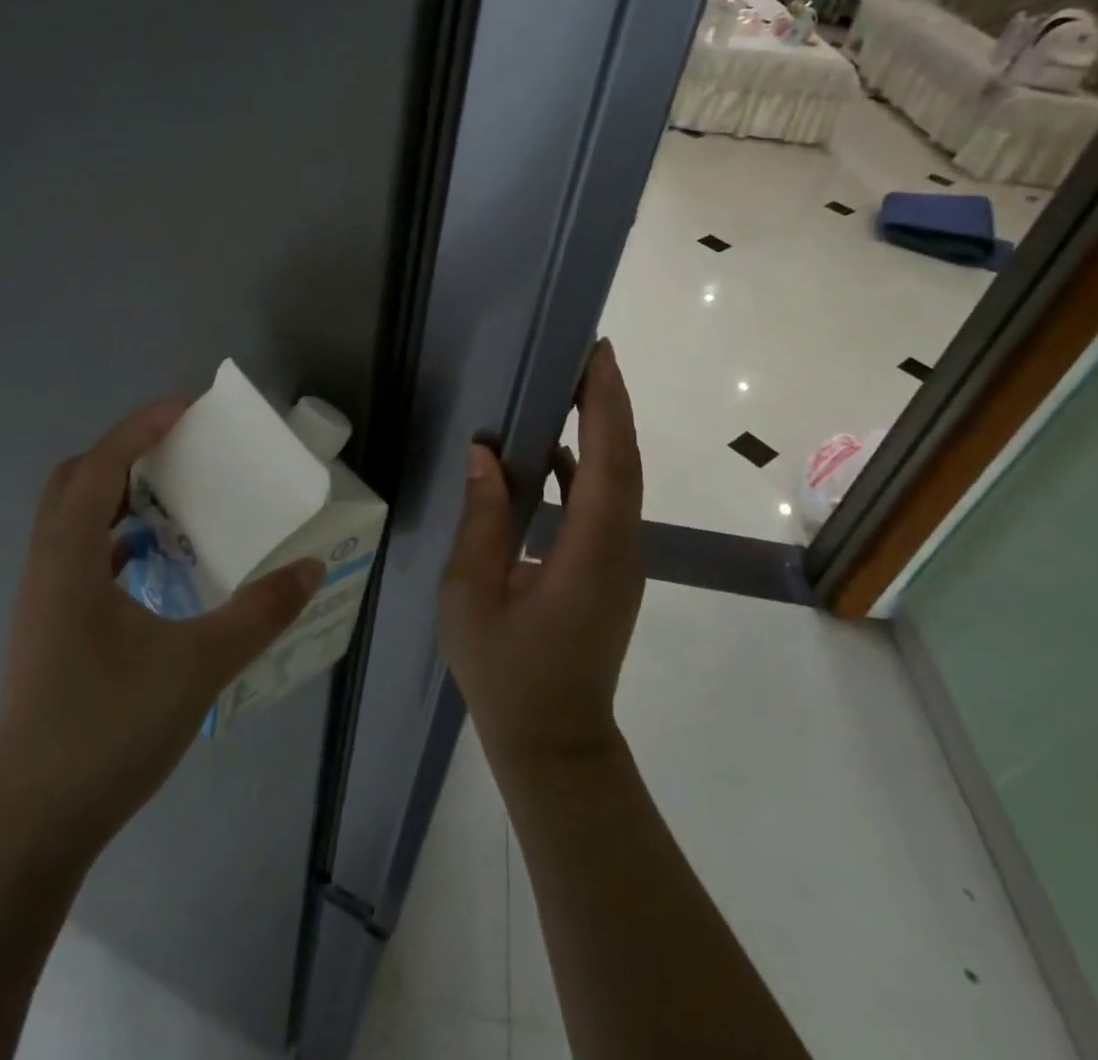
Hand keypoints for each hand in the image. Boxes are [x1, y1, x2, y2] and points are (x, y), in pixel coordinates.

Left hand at [0, 397, 322, 859]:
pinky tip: (154, 563)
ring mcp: (43, 602)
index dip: (142, 426)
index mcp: (70, 560)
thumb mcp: (197, 667)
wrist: (34, 825)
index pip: (100, 465)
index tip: (188, 407)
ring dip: (118, 495)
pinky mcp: (50, 630)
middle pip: (75, 481)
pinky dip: (115, 539)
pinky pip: (80, 557)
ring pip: (73, 520)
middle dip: (126, 453)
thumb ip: (259, 614)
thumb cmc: (108, 731)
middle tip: (180, 451)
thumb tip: (310, 568)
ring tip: (174, 498)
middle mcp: (47, 568)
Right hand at [440, 340, 645, 767]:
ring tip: (569, 389)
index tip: (597, 354)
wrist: (554, 743)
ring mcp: (621, 560)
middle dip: (609, 402)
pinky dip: (589, 468)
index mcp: (590, 550)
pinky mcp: (611, 570)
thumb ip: (482, 520)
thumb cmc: (507, 672)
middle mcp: (620, 547)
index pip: (609, 460)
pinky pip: (606, 504)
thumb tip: (486, 455)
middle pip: (624, 460)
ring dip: (602, 431)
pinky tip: (554, 455)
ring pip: (620, 480)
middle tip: (584, 354)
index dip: (606, 403)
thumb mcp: (473, 594)